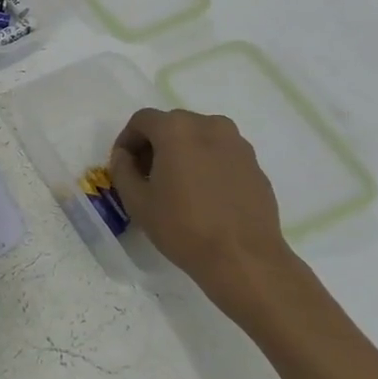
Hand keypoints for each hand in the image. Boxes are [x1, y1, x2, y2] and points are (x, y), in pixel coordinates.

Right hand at [109, 108, 302, 324]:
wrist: (243, 258)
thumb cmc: (182, 227)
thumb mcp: (136, 200)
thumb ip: (122, 169)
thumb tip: (125, 156)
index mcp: (177, 129)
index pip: (142, 120)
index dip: (127, 140)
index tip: (123, 165)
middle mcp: (209, 126)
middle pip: (172, 125)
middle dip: (155, 145)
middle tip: (146, 176)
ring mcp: (237, 144)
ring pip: (199, 138)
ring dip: (182, 153)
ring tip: (176, 185)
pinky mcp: (255, 165)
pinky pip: (221, 154)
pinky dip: (206, 164)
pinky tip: (203, 196)